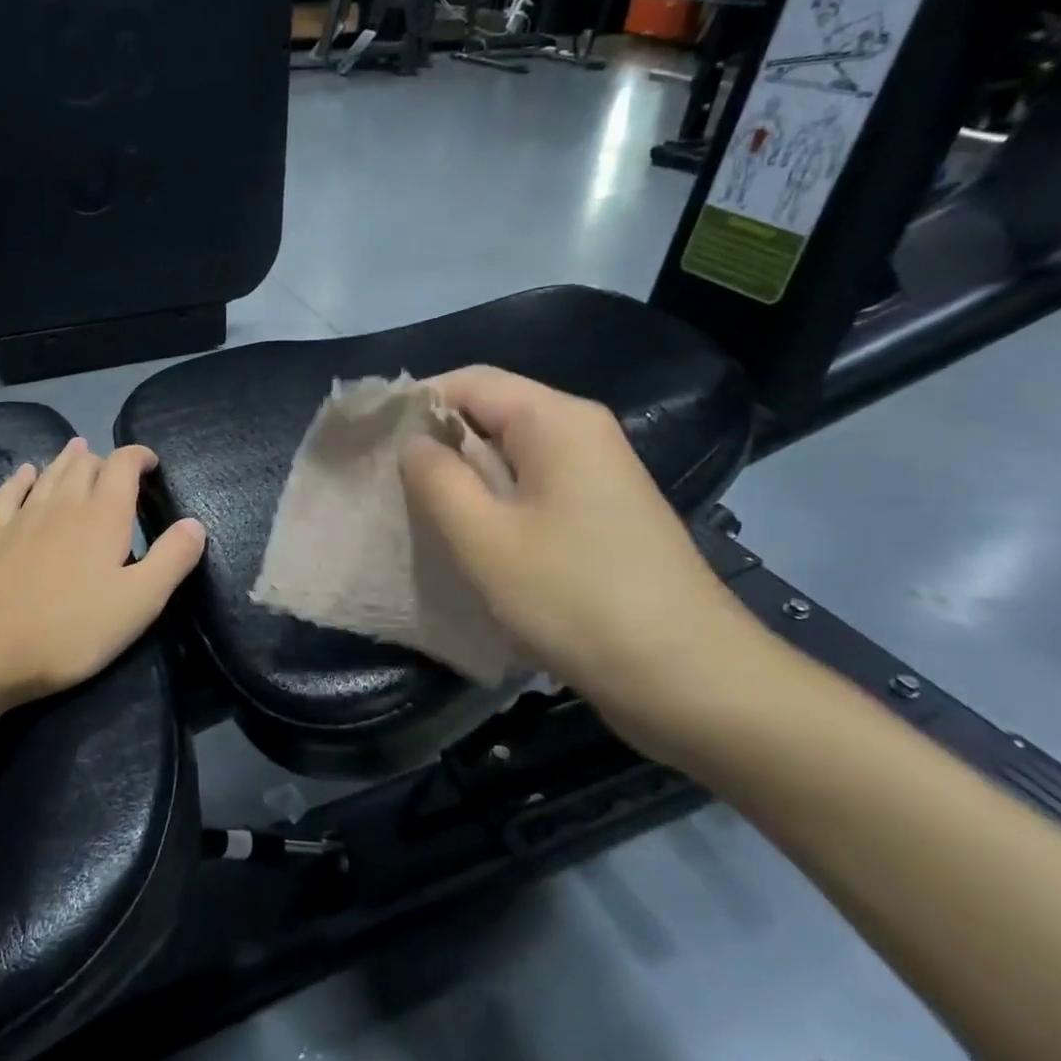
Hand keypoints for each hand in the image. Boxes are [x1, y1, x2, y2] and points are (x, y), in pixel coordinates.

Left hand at [0, 439, 206, 703]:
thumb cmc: (72, 629)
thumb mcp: (140, 601)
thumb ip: (172, 559)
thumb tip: (194, 523)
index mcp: (104, 516)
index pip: (124, 465)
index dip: (139, 456)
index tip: (152, 463)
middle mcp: (64, 505)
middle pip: (86, 464)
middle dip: (105, 459)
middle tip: (116, 469)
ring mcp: (24, 517)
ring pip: (50, 473)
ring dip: (68, 459)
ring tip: (79, 449)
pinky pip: (9, 493)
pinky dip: (23, 478)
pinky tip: (26, 473)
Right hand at [399, 367, 772, 760]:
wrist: (691, 680)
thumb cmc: (577, 600)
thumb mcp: (485, 539)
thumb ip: (436, 479)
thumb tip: (414, 443)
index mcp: (556, 420)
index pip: (468, 381)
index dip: (414, 402)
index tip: (370, 440)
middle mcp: (581, 431)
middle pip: (490, 411)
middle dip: (435, 440)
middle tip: (386, 479)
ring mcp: (596, 472)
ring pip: (509, 453)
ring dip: (462, 475)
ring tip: (416, 508)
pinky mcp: (601, 511)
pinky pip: (531, 485)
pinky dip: (492, 500)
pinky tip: (467, 536)